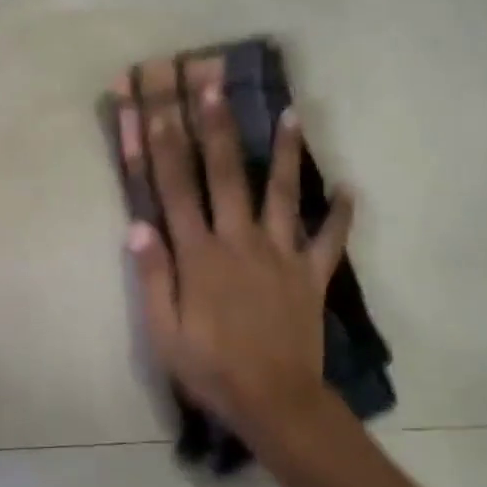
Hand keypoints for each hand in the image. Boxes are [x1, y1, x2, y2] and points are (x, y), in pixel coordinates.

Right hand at [123, 77, 357, 444]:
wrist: (275, 403)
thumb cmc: (210, 368)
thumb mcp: (163, 331)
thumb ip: (152, 276)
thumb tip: (137, 226)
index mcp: (199, 254)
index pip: (174, 188)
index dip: (162, 144)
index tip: (155, 106)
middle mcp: (239, 241)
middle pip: (226, 174)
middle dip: (216, 126)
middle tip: (213, 84)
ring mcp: (281, 254)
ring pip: (283, 194)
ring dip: (286, 152)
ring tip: (292, 113)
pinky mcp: (311, 274)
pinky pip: (330, 240)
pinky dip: (341, 215)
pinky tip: (350, 189)